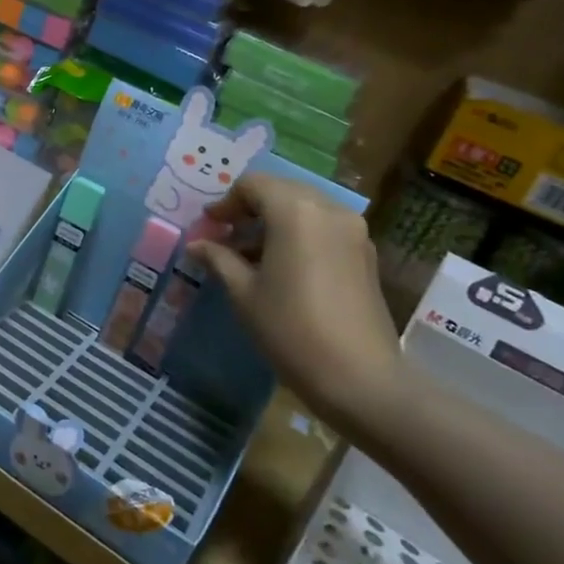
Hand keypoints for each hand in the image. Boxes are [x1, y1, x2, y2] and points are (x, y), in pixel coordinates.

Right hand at [191, 173, 402, 437]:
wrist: (360, 379)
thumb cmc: (291, 329)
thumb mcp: (244, 293)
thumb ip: (219, 259)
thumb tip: (197, 245)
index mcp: (295, 210)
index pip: (253, 185)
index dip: (225, 203)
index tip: (209, 227)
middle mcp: (328, 209)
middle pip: (281, 191)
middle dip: (250, 209)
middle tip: (226, 238)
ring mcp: (353, 231)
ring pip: (304, 209)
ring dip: (274, 222)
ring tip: (249, 257)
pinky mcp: (365, 254)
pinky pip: (323, 228)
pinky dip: (298, 235)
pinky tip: (281, 268)